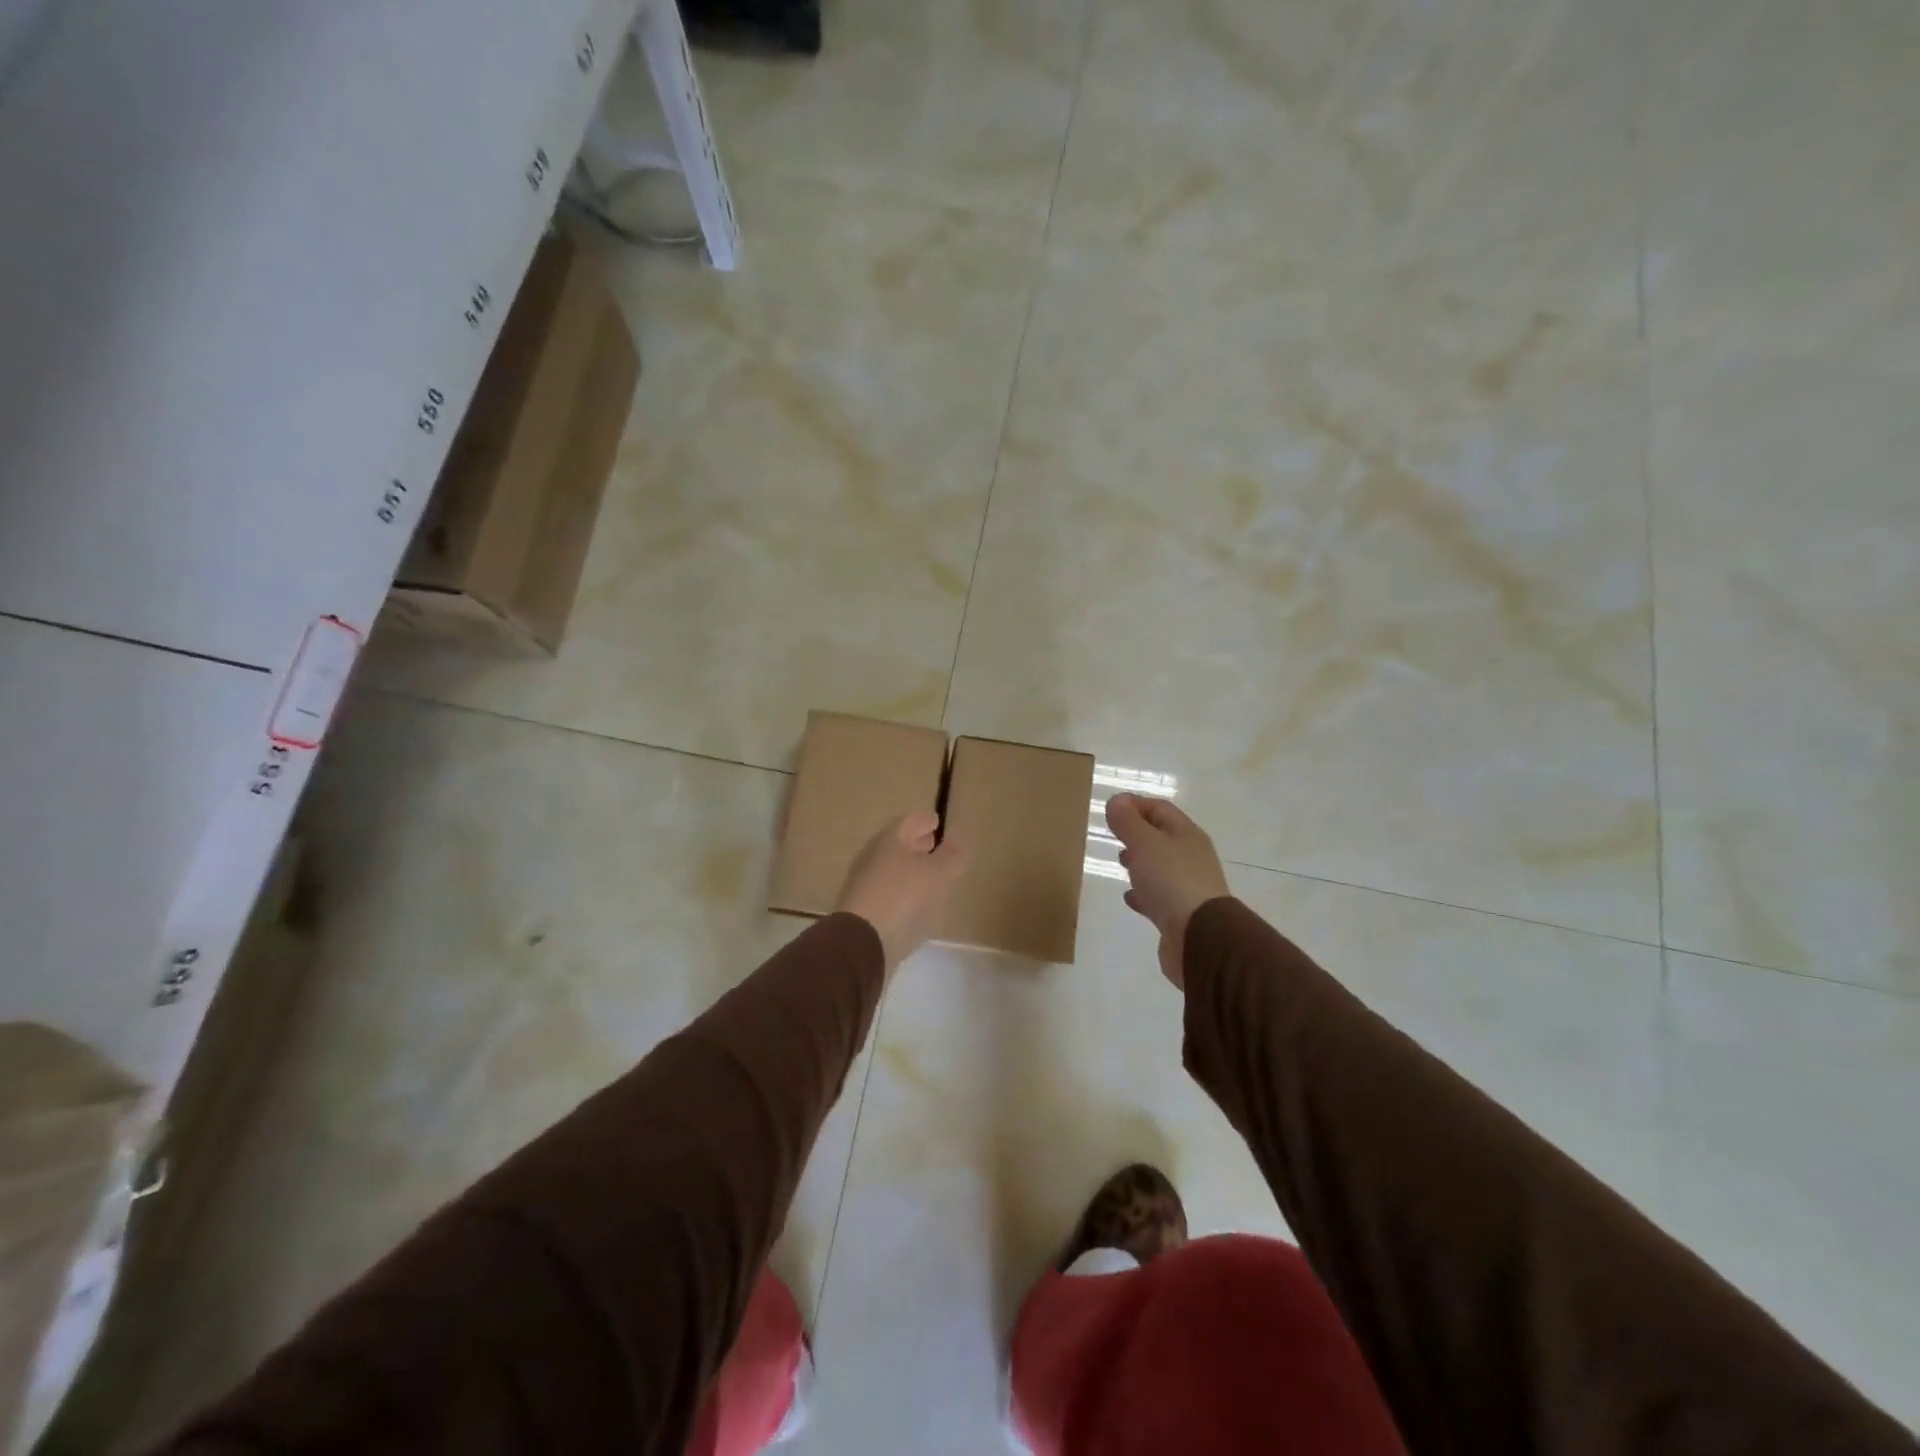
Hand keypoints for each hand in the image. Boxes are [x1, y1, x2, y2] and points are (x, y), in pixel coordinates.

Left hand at [836, 812, 968, 976]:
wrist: (861, 944)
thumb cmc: (902, 898)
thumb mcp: (937, 874)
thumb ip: (950, 856)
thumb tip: (956, 841)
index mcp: (889, 840)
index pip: (909, 821)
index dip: (925, 821)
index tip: (938, 823)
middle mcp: (872, 856)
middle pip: (897, 844)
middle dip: (916, 844)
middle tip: (934, 846)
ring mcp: (863, 884)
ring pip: (891, 868)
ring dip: (909, 869)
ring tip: (930, 877)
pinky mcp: (860, 910)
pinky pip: (886, 892)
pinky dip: (901, 892)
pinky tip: (914, 904)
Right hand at [1106, 794, 1230, 989]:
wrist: (1199, 937)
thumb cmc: (1171, 881)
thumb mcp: (1144, 843)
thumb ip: (1128, 822)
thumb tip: (1116, 801)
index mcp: (1186, 834)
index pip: (1160, 809)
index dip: (1135, 804)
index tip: (1109, 808)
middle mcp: (1191, 857)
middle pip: (1162, 837)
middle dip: (1138, 833)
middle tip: (1113, 834)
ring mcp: (1188, 886)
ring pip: (1160, 866)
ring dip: (1140, 862)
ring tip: (1120, 862)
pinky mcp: (1181, 914)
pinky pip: (1159, 895)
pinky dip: (1143, 892)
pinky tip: (1130, 897)